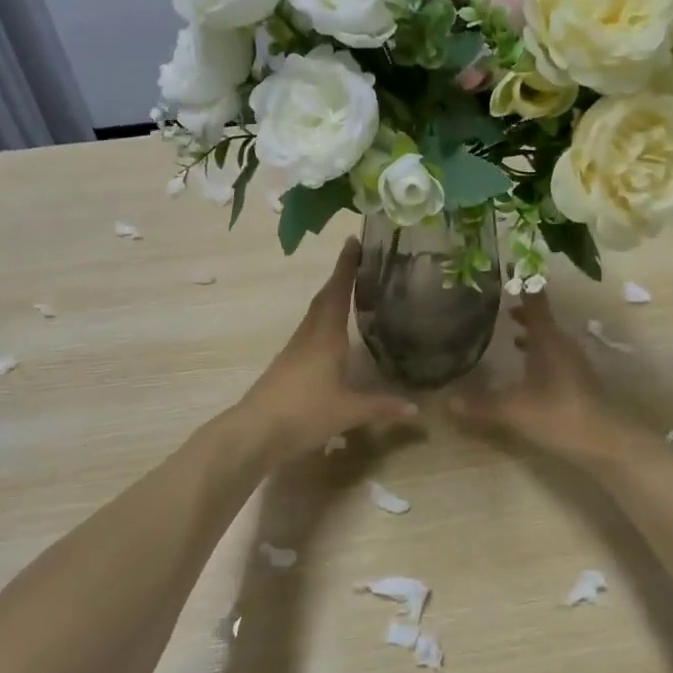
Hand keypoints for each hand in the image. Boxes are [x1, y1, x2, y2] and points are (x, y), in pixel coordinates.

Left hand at [237, 239, 418, 458]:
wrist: (255, 432)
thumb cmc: (304, 412)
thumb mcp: (349, 411)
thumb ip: (382, 407)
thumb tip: (417, 409)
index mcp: (326, 336)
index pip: (338, 292)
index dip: (346, 266)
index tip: (353, 240)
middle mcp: (309, 335)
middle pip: (325, 298)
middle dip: (341, 277)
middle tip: (359, 260)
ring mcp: (295, 350)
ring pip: (315, 314)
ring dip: (332, 298)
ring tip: (352, 291)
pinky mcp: (287, 364)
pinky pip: (310, 332)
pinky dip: (324, 321)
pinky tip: (333, 334)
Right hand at [450, 291, 634, 462]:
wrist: (606, 441)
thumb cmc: (558, 414)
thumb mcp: (514, 410)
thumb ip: (481, 404)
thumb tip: (446, 401)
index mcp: (548, 339)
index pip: (534, 303)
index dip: (523, 285)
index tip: (510, 267)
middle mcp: (562, 344)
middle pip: (542, 319)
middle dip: (522, 311)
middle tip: (500, 303)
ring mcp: (573, 362)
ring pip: (549, 339)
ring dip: (532, 333)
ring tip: (510, 332)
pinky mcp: (577, 380)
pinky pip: (554, 356)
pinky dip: (539, 352)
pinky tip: (527, 367)